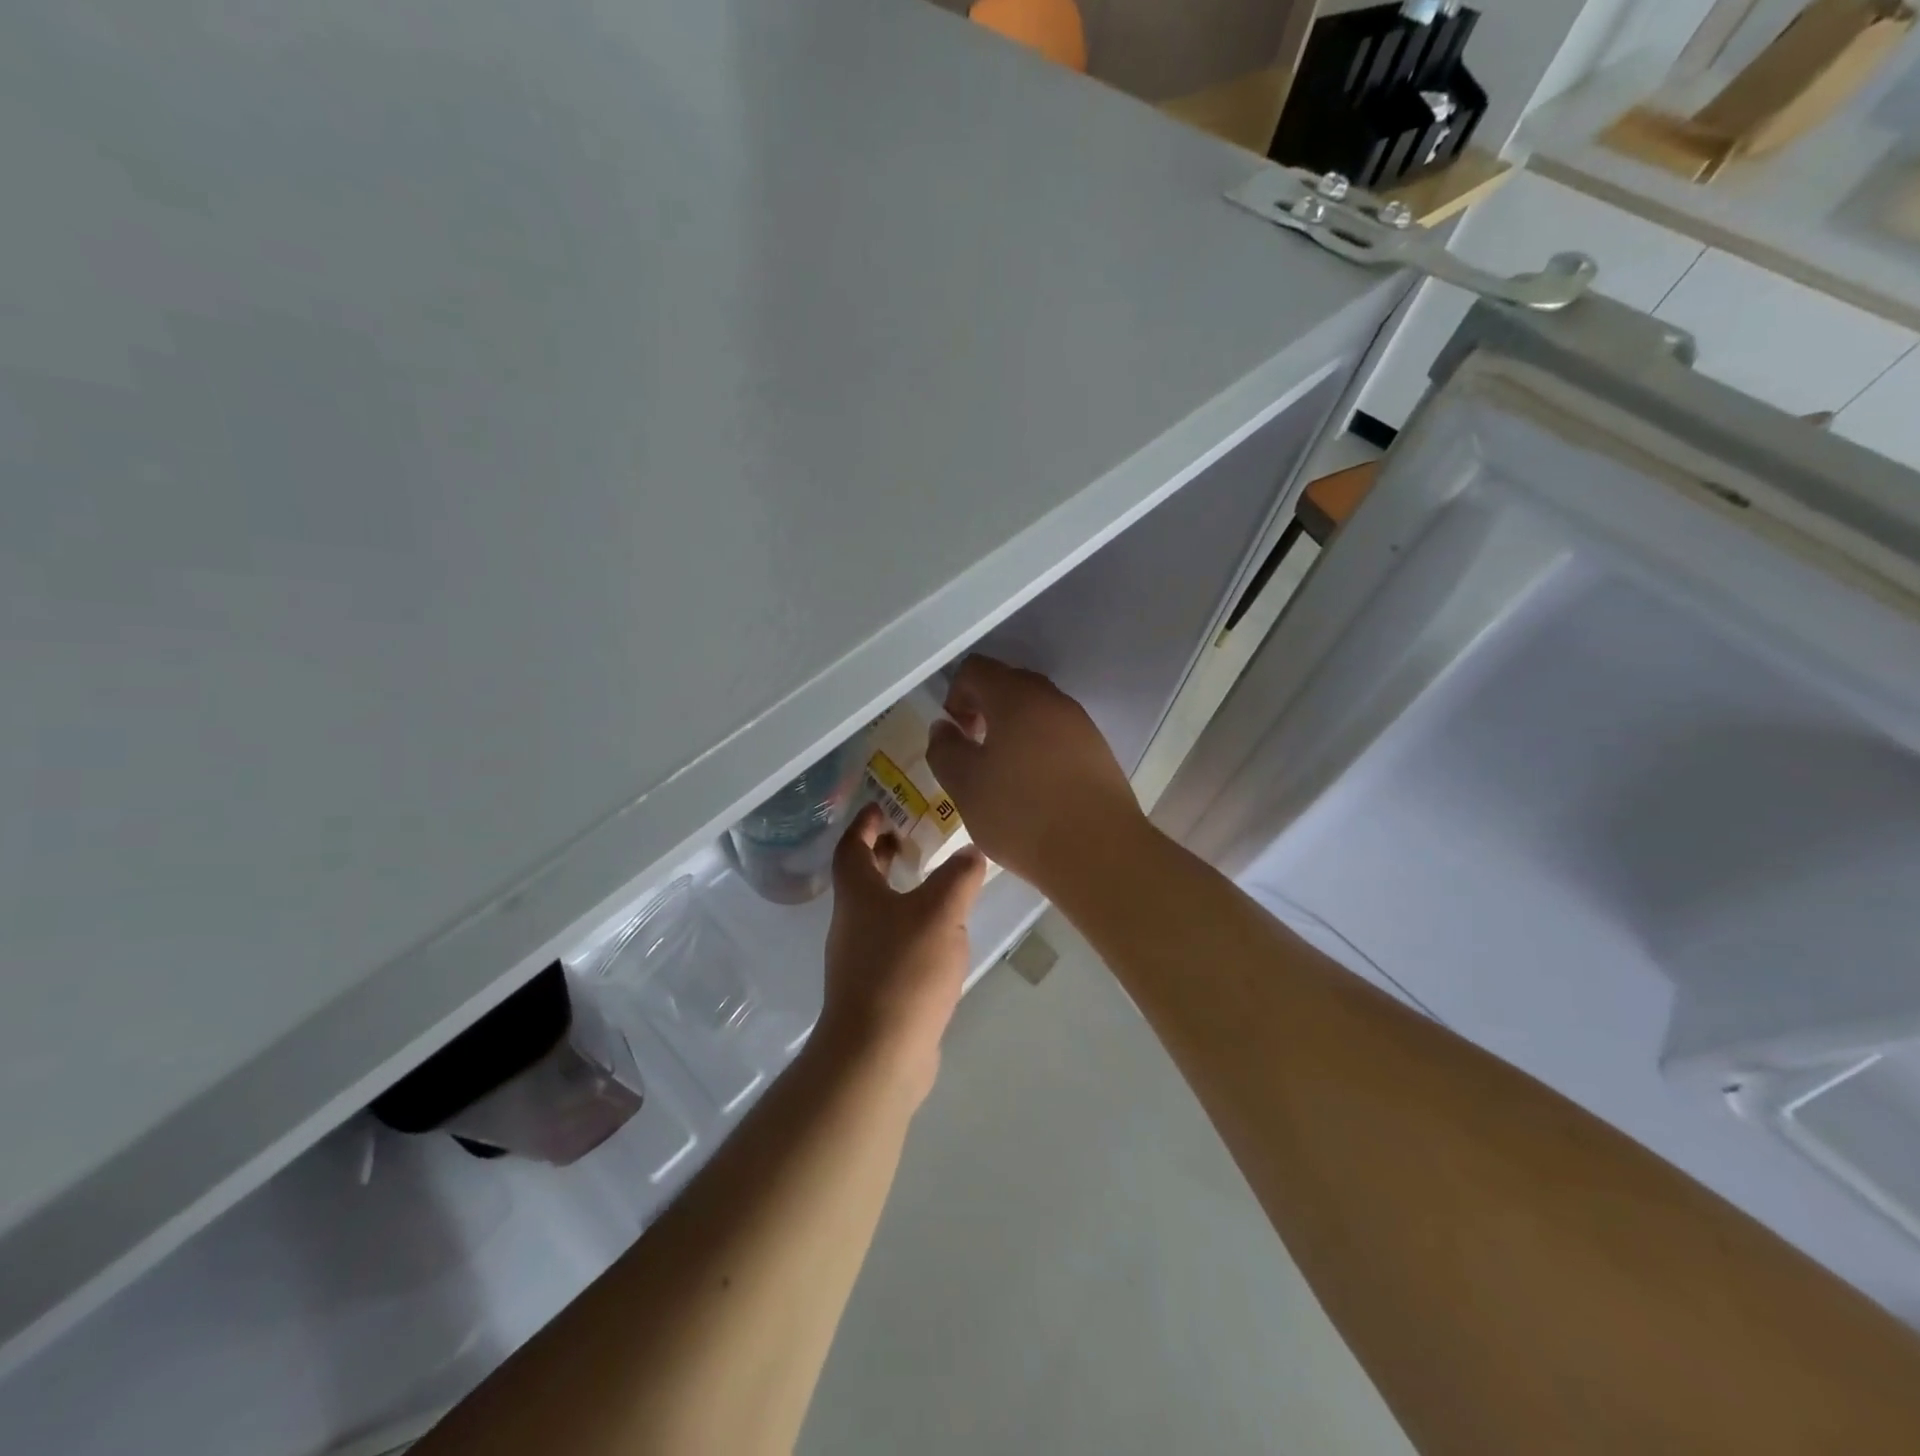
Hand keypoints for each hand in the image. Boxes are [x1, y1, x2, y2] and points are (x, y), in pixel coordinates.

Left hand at [818, 803, 986, 1104]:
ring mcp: (860, 960)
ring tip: (936, 885)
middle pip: (861, 879)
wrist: (878, 1054)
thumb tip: (970, 854)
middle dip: (882, 855)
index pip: (851, 847)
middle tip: (911, 839)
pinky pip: (891, 944)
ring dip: (899, 892)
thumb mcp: (941, 913)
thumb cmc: (903, 970)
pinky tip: (940, 939)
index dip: (864, 823)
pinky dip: (910, 928)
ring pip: (877, 912)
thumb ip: (958, 878)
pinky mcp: (875, 990)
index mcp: (857, 895)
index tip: (881, 806)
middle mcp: (851, 923)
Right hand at [925, 655, 1148, 896]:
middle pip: (1009, 684)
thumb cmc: (1021, 814)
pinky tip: (1035, 788)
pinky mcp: (1099, 752)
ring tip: (1003, 774)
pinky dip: (1039, 748)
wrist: (1099, 852)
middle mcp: (1052, 700)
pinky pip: (1059, 735)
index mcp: (1015, 697)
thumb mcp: (965, 786)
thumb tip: (944, 728)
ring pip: (1037, 711)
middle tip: (974, 751)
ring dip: (1013, 730)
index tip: (954, 734)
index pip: (976, 669)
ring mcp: (1081, 724)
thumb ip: (945, 750)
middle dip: (984, 709)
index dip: (955, 695)